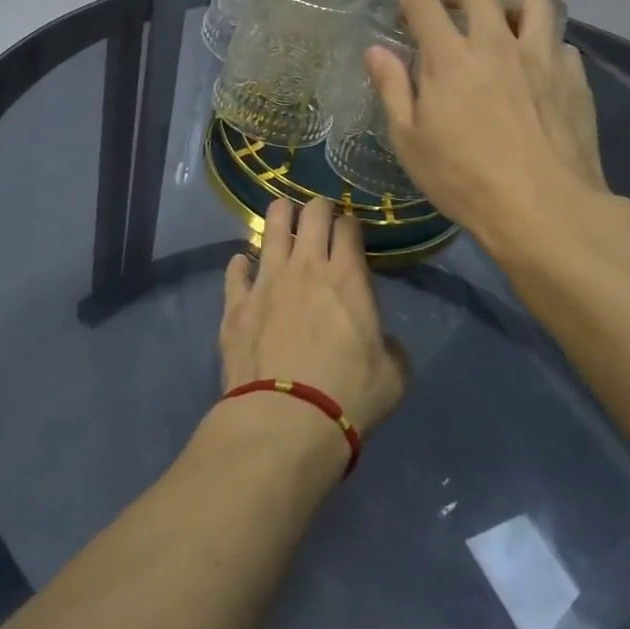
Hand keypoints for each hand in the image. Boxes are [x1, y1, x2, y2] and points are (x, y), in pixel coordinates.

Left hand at [219, 198, 409, 436]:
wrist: (285, 420)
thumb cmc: (349, 396)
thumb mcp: (394, 375)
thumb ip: (389, 347)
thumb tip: (380, 341)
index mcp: (347, 277)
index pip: (348, 227)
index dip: (350, 223)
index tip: (350, 230)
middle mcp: (305, 267)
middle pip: (311, 214)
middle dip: (317, 208)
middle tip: (319, 216)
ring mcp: (266, 281)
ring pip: (271, 229)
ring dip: (279, 217)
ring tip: (282, 215)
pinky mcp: (236, 304)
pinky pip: (235, 270)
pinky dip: (241, 264)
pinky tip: (243, 264)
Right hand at [366, 0, 610, 253]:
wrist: (544, 208)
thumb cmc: (463, 179)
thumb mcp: (409, 140)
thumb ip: (392, 89)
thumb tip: (376, 51)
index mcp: (449, 57)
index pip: (425, 8)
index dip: (411, 0)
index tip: (405, 6)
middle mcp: (496, 43)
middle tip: (450, 4)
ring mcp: (541, 57)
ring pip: (535, 4)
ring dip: (513, 6)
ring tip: (504, 25)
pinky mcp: (574, 78)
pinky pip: (561, 43)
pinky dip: (545, 45)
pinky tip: (537, 68)